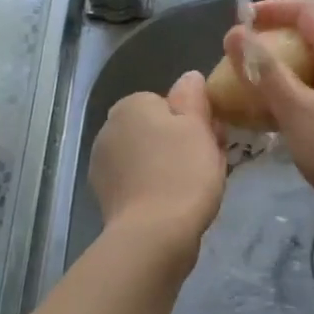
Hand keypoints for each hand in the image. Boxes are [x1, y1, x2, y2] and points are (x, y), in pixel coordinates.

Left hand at [89, 72, 226, 255]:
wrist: (153, 236)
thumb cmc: (182, 173)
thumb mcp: (198, 126)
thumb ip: (193, 96)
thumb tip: (190, 77)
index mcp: (131, 106)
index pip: (168, 103)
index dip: (193, 121)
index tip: (210, 141)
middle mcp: (109, 128)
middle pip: (156, 129)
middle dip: (179, 143)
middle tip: (206, 165)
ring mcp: (103, 164)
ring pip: (148, 156)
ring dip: (166, 166)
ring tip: (191, 190)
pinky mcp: (106, 195)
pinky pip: (138, 181)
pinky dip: (154, 188)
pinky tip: (171, 205)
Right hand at [223, 0, 313, 221]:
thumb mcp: (295, 110)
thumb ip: (264, 71)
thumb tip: (235, 33)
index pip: (308, 9)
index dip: (273, 8)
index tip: (241, 21)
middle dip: (282, 34)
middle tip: (251, 51)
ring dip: (293, 62)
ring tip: (262, 81)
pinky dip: (305, 85)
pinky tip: (286, 112)